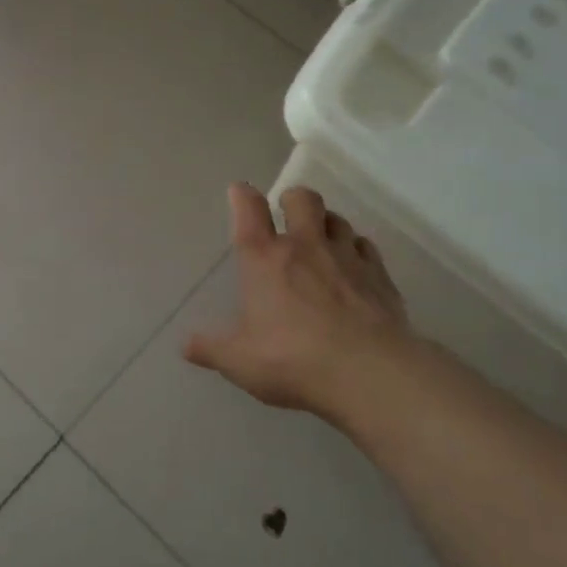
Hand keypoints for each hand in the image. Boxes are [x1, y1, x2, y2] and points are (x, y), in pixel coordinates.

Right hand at [184, 183, 417, 420]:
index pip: (249, 209)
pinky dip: (357, 250)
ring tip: (321, 241)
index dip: (242, 195)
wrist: (370, 374)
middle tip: (287, 215)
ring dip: (326, 224)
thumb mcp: (239, 361)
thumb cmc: (292, 360)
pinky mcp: (380, 277)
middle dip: (293, 200)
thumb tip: (187, 346)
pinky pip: (366, 248)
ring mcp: (347, 258)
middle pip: (302, 199)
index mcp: (264, 259)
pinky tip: (354, 268)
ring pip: (338, 220)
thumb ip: (211, 349)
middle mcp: (305, 246)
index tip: (239, 192)